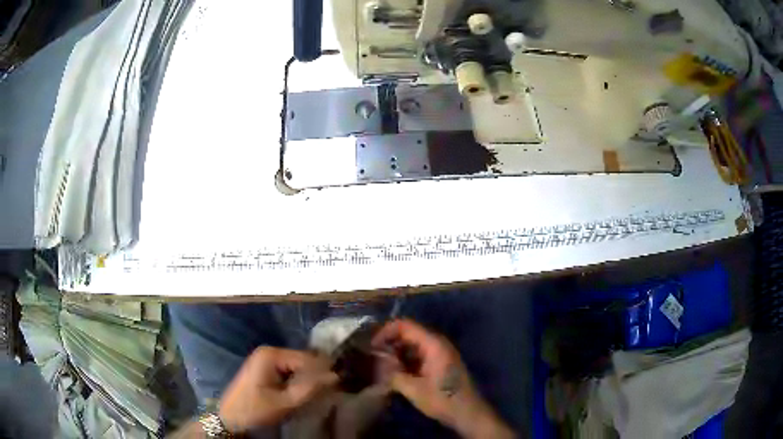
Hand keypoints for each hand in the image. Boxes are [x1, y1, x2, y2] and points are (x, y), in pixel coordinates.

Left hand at [217, 347, 337, 432]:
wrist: (230, 419)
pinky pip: (288, 371)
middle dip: (315, 376)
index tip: (339, 386)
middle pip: (302, 360)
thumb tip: (336, 376)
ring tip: (318, 394)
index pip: (308, 358)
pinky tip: (303, 393)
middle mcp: (269, 351)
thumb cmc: (255, 410)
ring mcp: (266, 359)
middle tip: (329, 392)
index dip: (324, 372)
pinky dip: (297, 382)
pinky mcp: (265, 369)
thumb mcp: (285, 402)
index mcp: (271, 355)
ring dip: (307, 380)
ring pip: (296, 367)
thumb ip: (310, 388)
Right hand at [372, 320, 513, 437]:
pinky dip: (406, 359)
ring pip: (414, 344)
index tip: (372, 345)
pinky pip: (420, 354)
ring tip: (381, 363)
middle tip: (374, 354)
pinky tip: (396, 371)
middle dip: (390, 341)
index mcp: (433, 345)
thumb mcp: (413, 389)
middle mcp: (438, 344)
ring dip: (398, 351)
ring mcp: (441, 353)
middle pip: (410, 333)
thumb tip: (378, 365)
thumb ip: (393, 374)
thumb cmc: (442, 399)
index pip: (406, 326)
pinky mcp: (441, 363)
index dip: (386, 331)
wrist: (467, 413)